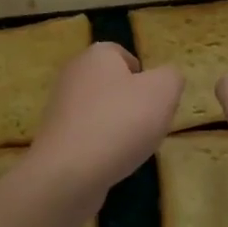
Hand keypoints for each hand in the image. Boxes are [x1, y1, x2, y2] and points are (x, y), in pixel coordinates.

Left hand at [29, 43, 181, 195]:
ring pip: (100, 111)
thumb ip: (171, 77)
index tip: (156, 99)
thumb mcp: (163, 91)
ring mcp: (60, 107)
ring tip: (133, 147)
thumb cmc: (121, 121)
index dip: (144, 75)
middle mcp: (74, 74)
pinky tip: (112, 162)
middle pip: (112, 84)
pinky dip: (102, 146)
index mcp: (97, 55)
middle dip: (132, 102)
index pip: (123, 55)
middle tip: (150, 123)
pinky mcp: (56, 137)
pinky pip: (88, 135)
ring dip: (118, 126)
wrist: (70, 172)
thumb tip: (166, 78)